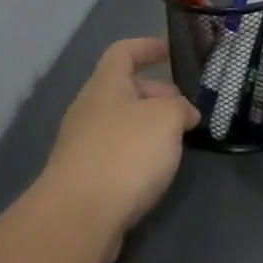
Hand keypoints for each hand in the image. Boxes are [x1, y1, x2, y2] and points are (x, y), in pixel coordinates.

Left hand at [40, 37, 199, 262]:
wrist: (78, 215)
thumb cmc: (125, 153)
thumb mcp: (166, 119)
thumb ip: (180, 107)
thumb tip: (184, 112)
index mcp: (105, 83)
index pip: (124, 51)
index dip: (148, 47)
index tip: (170, 51)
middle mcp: (89, 107)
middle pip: (123, 88)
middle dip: (155, 93)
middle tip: (184, 108)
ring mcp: (81, 143)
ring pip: (120, 122)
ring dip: (148, 125)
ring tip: (176, 141)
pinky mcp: (82, 176)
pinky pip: (114, 151)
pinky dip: (136, 153)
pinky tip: (154, 171)